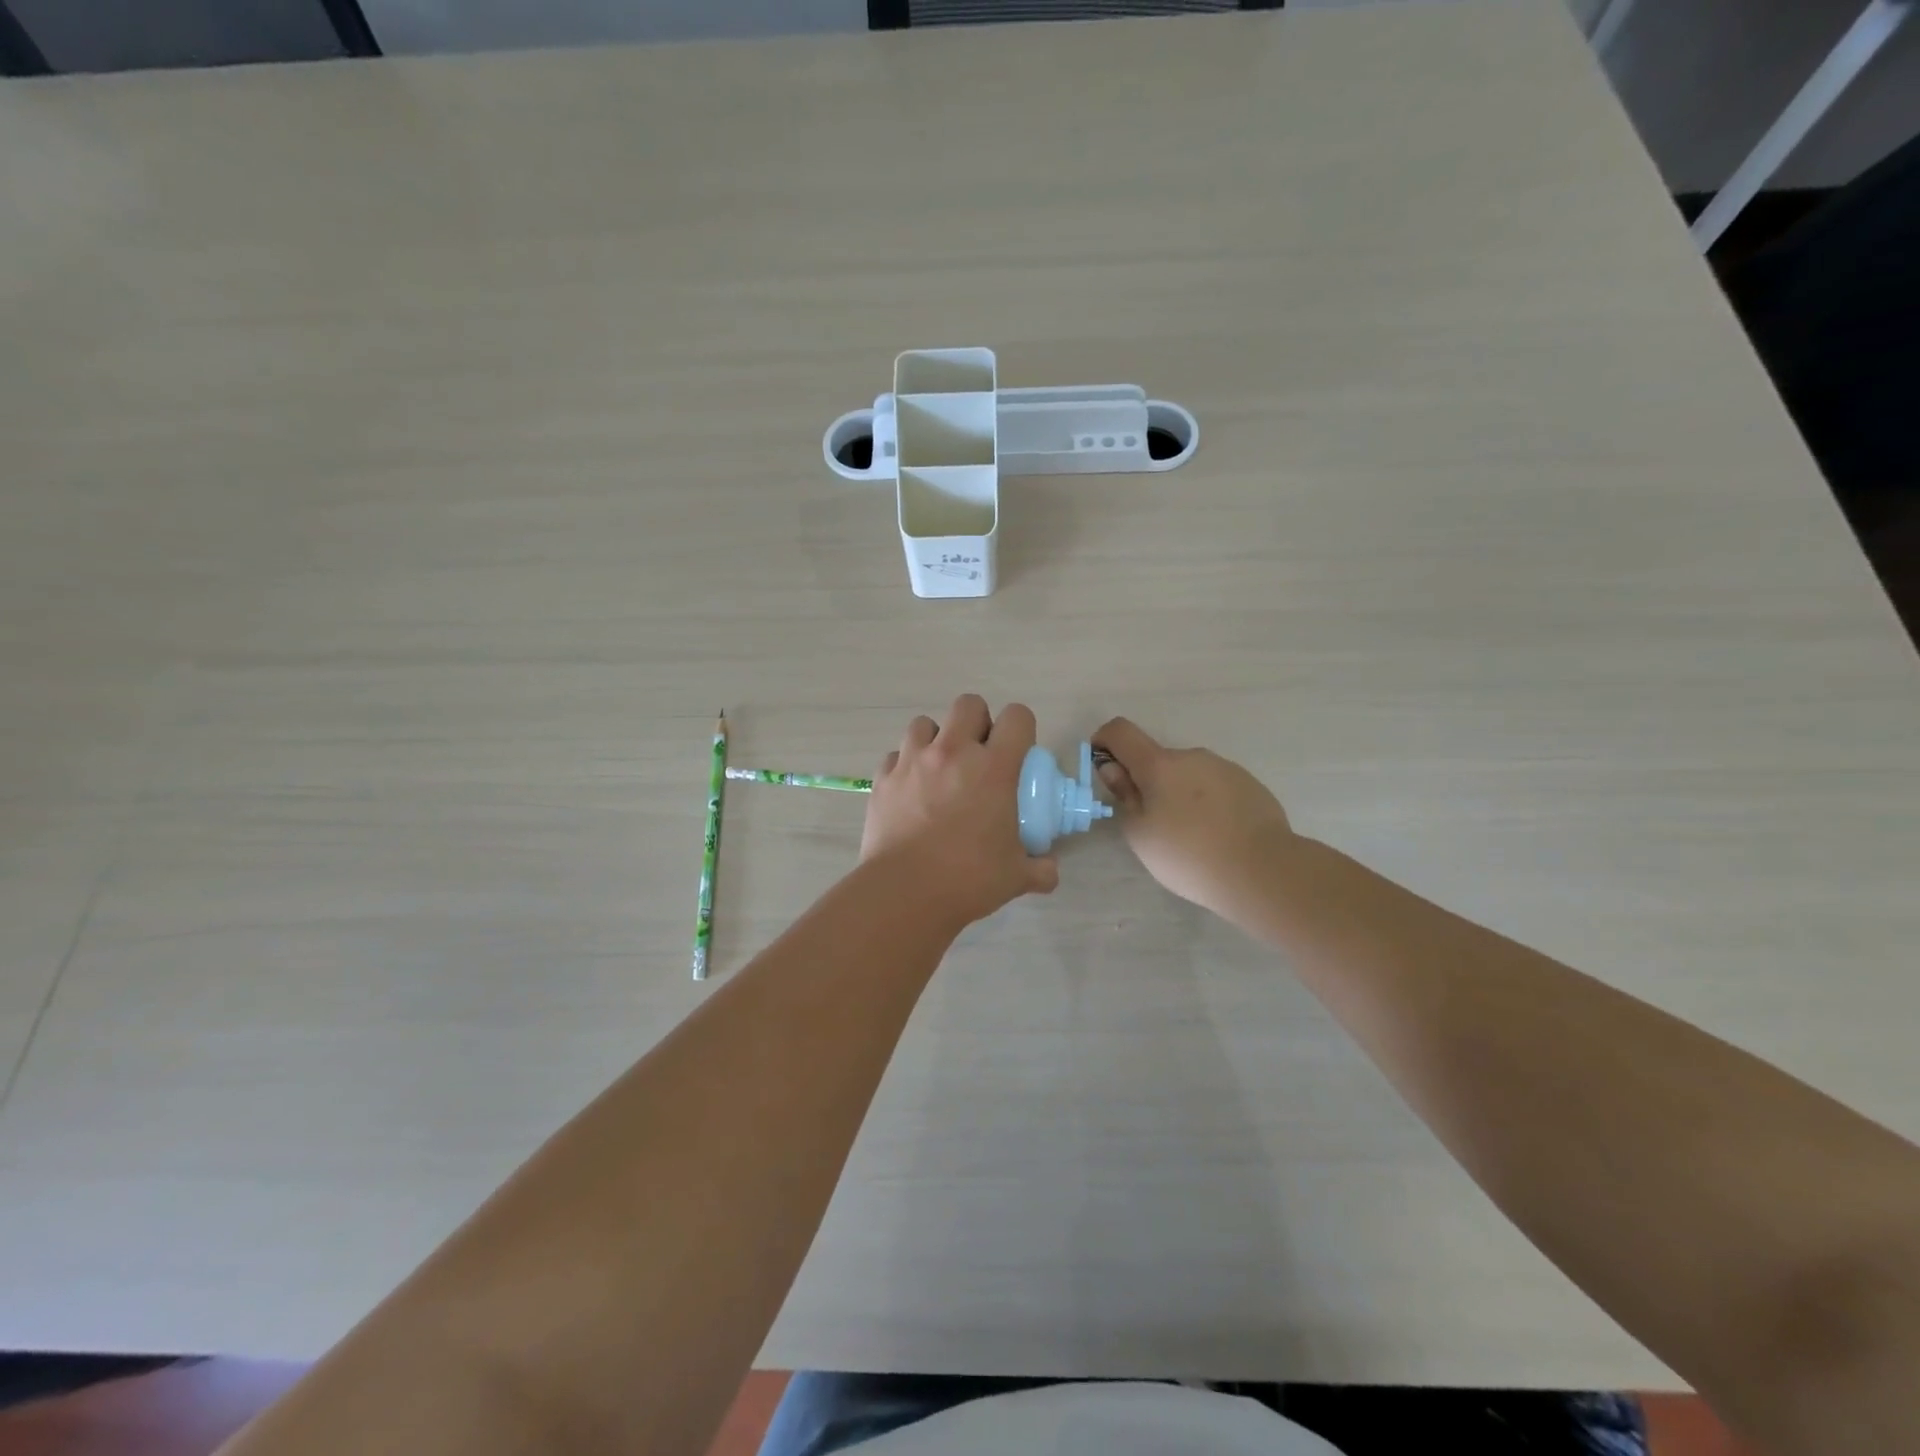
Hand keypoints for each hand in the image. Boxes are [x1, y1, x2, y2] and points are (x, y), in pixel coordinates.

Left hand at [862, 695, 1059, 927]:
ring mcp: (913, 762)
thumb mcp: (1016, 876)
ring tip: (939, 769)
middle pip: (968, 704)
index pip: (1017, 718)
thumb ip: (1040, 869)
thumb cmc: (968, 879)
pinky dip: (905, 766)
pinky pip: (895, 756)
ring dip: (936, 739)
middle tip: (979, 756)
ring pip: (924, 723)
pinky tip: (910, 791)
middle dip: (977, 722)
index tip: (1018, 753)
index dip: (1022, 728)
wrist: (904, 892)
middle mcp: (953, 752)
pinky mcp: (883, 778)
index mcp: (993, 768)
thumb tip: (1049, 870)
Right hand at [1091, 717, 1297, 929]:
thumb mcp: (1140, 833)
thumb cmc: (1188, 854)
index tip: (1105, 769)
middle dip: (1149, 784)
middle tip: (1155, 826)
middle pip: (1158, 760)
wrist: (1263, 870)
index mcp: (1159, 764)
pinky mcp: (1251, 785)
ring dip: (1180, 795)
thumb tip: (1115, 769)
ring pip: (1189, 775)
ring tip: (1192, 837)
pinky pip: (1217, 788)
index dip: (1105, 742)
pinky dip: (1208, 804)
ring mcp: (1225, 768)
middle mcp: (1192, 756)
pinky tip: (1219, 836)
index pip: (1121, 731)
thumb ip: (1124, 795)